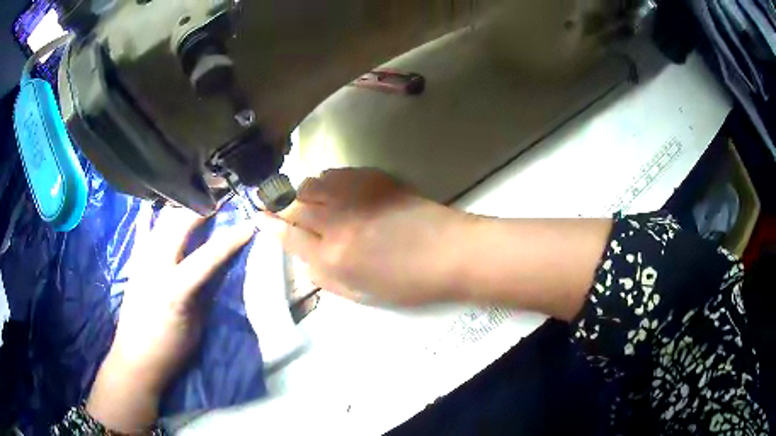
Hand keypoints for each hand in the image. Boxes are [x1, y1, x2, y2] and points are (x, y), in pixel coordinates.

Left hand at [86, 208, 254, 432]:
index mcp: (176, 288)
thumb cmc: (171, 349)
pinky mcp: (133, 262)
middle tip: (221, 201)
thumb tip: (219, 266)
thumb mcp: (197, 325)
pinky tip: (156, 204)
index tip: (250, 224)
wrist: (136, 358)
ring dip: (181, 208)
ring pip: (161, 220)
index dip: (232, 238)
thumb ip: (206, 291)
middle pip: (180, 224)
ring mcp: (141, 260)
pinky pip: (141, 230)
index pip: (209, 255)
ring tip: (197, 202)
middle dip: (203, 208)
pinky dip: (149, 215)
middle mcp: (156, 266)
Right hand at [258, 168, 468, 305]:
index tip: (258, 217)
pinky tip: (331, 188)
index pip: (287, 235)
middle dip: (277, 203)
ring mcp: (355, 195)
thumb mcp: (361, 295)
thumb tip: (302, 258)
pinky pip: (336, 173)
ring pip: (311, 183)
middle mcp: (336, 222)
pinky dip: (326, 180)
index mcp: (332, 258)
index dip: (269, 225)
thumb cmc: (409, 283)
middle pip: (293, 205)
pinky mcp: (373, 178)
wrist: (450, 252)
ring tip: (304, 198)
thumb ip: (324, 278)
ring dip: (301, 191)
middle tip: (271, 202)